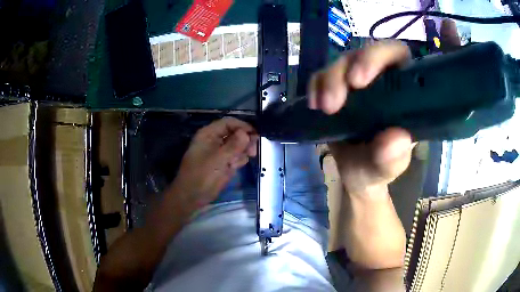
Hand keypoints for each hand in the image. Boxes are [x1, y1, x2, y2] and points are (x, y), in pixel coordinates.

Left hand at [167, 117, 257, 211]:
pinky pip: (236, 157)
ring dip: (242, 152)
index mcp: (209, 134)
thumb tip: (247, 133)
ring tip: (235, 163)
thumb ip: (233, 146)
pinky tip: (234, 167)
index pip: (229, 123)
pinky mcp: (223, 163)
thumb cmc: (201, 177)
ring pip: (238, 146)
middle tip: (253, 152)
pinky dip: (238, 160)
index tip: (256, 136)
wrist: (191, 197)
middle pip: (235, 133)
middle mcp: (214, 140)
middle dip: (245, 141)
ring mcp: (219, 152)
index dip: (243, 127)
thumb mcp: (217, 160)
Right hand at [308, 40, 413, 193]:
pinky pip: (322, 77)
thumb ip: (393, 160)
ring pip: (342, 63)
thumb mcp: (385, 170)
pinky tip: (316, 107)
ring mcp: (357, 82)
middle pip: (366, 53)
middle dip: (348, 68)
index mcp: (404, 92)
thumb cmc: (376, 169)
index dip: (379, 57)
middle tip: (337, 98)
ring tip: (325, 109)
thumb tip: (398, 139)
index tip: (360, 80)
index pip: (397, 55)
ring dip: (330, 81)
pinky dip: (316, 88)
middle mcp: (382, 80)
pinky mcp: (336, 88)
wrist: (355, 174)